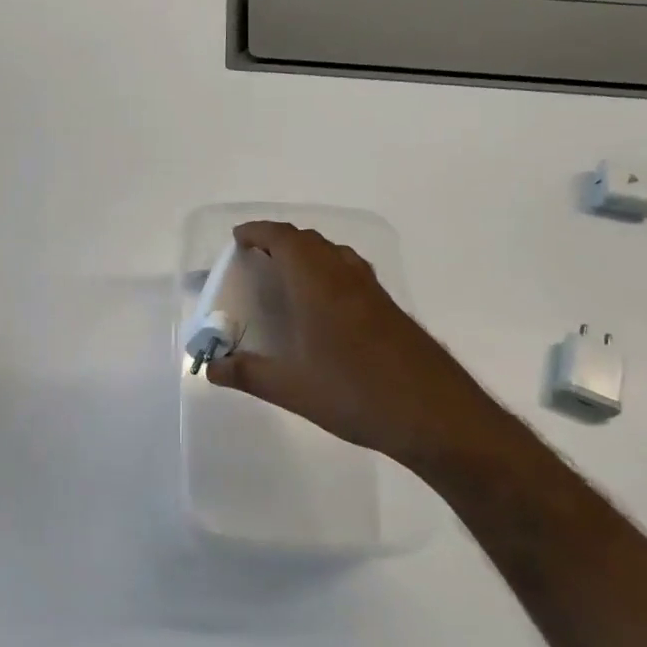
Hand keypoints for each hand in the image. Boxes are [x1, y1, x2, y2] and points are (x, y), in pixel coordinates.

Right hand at [205, 221, 496, 469]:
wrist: (436, 415)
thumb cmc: (356, 394)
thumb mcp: (292, 389)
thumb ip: (247, 373)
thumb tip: (210, 368)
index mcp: (317, 285)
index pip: (284, 238)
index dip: (258, 231)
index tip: (238, 239)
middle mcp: (345, 276)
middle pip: (309, 240)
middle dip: (279, 240)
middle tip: (256, 259)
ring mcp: (373, 291)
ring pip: (334, 253)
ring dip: (307, 252)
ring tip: (287, 276)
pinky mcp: (390, 308)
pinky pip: (351, 270)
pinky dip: (329, 270)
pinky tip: (326, 305)